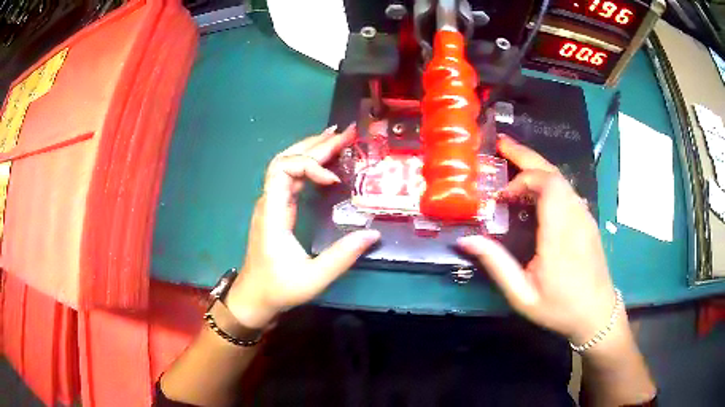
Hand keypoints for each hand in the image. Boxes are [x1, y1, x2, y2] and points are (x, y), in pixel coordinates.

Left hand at [225, 125, 380, 328]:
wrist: (253, 298)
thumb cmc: (278, 289)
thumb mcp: (313, 278)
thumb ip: (343, 256)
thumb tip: (373, 234)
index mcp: (272, 212)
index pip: (282, 169)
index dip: (309, 165)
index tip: (334, 180)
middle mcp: (269, 201)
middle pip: (286, 159)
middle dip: (317, 145)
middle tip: (346, 133)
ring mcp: (272, 203)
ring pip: (288, 165)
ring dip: (313, 150)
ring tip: (339, 139)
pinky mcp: (278, 209)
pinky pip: (292, 178)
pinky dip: (310, 166)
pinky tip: (326, 162)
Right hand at [458, 135, 616, 343]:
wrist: (597, 314)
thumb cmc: (560, 308)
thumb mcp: (522, 296)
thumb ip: (497, 265)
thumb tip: (467, 240)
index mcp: (560, 234)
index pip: (546, 185)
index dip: (522, 180)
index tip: (501, 198)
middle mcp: (575, 217)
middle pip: (553, 172)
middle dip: (526, 155)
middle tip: (501, 144)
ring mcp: (585, 217)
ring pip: (561, 178)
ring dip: (537, 167)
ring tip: (513, 162)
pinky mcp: (587, 220)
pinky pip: (567, 190)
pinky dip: (548, 181)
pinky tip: (535, 191)